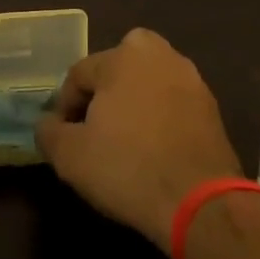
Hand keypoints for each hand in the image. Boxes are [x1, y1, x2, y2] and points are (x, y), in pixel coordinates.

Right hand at [36, 27, 242, 250]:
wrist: (201, 204)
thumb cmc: (128, 168)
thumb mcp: (70, 156)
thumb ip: (49, 132)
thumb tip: (48, 124)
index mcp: (123, 55)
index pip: (79, 74)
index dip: (65, 107)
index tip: (62, 138)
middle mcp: (159, 54)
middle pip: (116, 69)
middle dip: (102, 95)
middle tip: (93, 131)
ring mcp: (190, 79)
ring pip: (146, 84)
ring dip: (133, 105)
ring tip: (124, 143)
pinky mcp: (212, 107)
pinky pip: (171, 104)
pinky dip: (159, 119)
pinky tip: (153, 151)